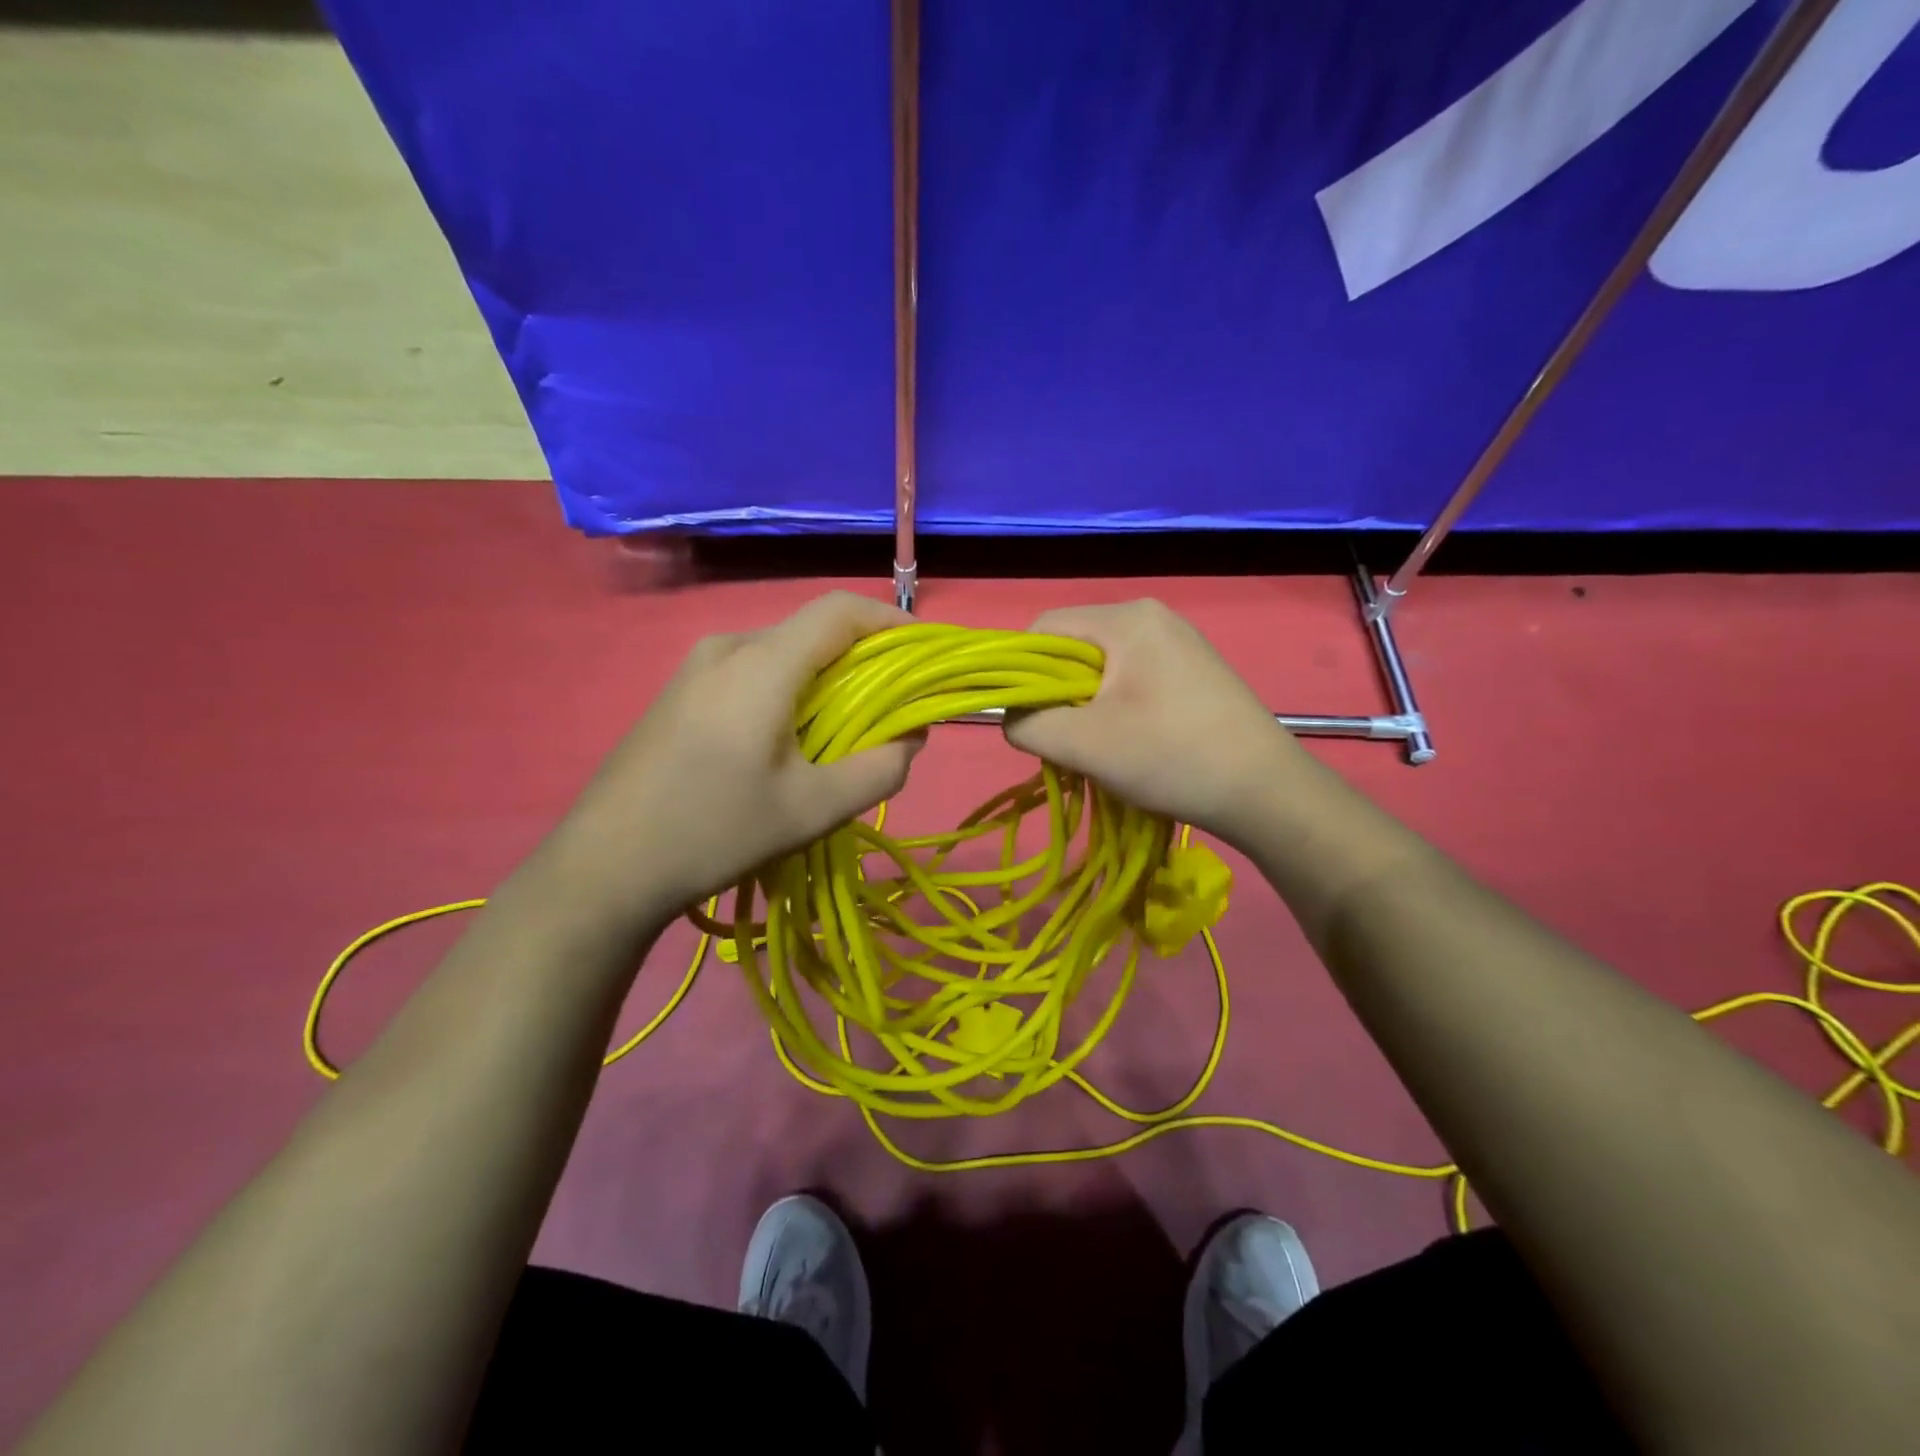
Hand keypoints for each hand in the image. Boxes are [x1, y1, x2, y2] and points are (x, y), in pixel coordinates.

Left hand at [549, 592, 922, 931]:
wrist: (604, 866)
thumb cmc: (715, 831)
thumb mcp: (813, 810)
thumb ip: (879, 770)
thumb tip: (912, 738)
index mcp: (761, 663)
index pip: (840, 610)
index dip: (890, 621)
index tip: (923, 654)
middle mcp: (727, 647)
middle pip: (812, 631)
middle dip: (863, 661)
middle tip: (892, 709)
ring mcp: (695, 668)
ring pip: (783, 654)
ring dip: (825, 681)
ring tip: (844, 733)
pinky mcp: (679, 693)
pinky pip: (752, 673)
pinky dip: (790, 692)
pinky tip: (789, 743)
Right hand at [1004, 600, 1307, 845]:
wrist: (1266, 792)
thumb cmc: (1171, 757)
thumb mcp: (1083, 744)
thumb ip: (1028, 724)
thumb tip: (1013, 717)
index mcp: (1127, 618)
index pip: (1044, 629)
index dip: (1020, 672)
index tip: (1028, 720)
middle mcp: (1152, 616)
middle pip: (1073, 648)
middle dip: (1056, 694)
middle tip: (1066, 740)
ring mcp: (1178, 642)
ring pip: (1101, 668)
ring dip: (1085, 707)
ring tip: (1099, 747)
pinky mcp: (1193, 670)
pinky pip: (1131, 679)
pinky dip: (1115, 708)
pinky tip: (1131, 742)